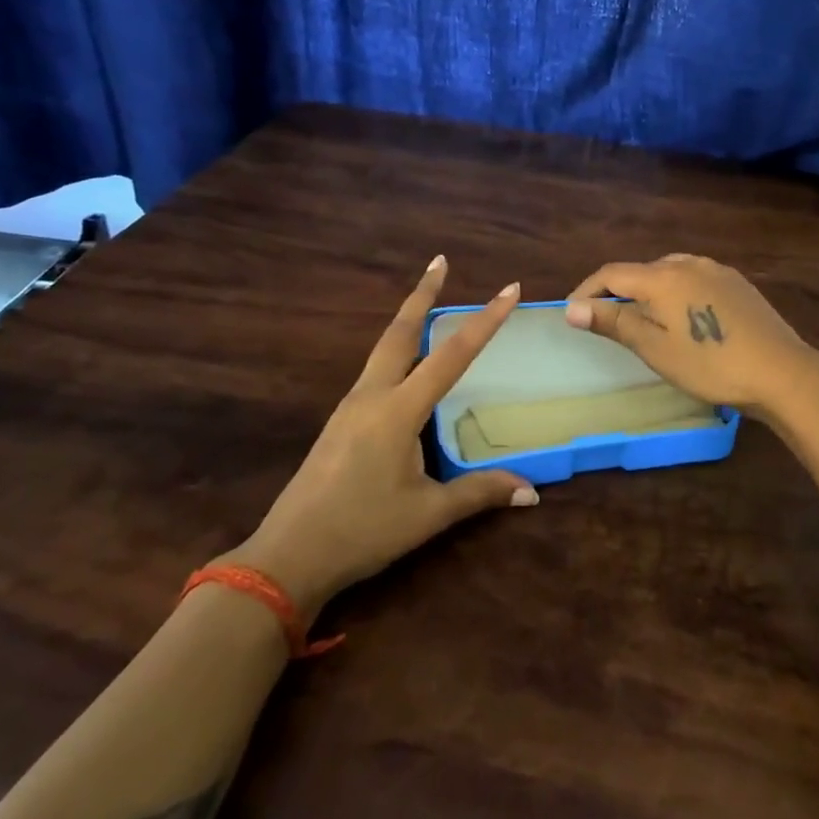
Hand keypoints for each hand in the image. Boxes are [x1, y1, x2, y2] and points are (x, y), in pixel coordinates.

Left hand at [232, 258, 536, 618]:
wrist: (287, 557)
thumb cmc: (362, 531)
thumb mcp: (428, 514)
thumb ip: (479, 493)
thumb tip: (532, 492)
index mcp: (398, 410)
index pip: (451, 355)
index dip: (484, 321)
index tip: (509, 289)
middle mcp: (372, 396)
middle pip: (400, 332)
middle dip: (422, 294)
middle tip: (440, 262)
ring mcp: (351, 407)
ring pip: (384, 349)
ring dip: (408, 321)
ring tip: (431, 304)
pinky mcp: (341, 422)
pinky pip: (376, 372)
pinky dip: (398, 353)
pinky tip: (408, 367)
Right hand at [564, 254, 818, 421]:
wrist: (782, 372)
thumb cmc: (711, 365)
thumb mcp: (655, 349)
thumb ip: (614, 322)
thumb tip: (572, 307)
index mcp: (663, 276)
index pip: (611, 273)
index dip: (587, 291)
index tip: (573, 313)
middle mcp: (688, 263)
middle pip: (640, 271)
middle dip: (617, 291)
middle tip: (607, 322)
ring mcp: (717, 270)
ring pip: (669, 272)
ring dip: (648, 291)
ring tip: (644, 320)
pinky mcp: (737, 283)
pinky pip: (694, 278)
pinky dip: (676, 293)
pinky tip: (685, 318)